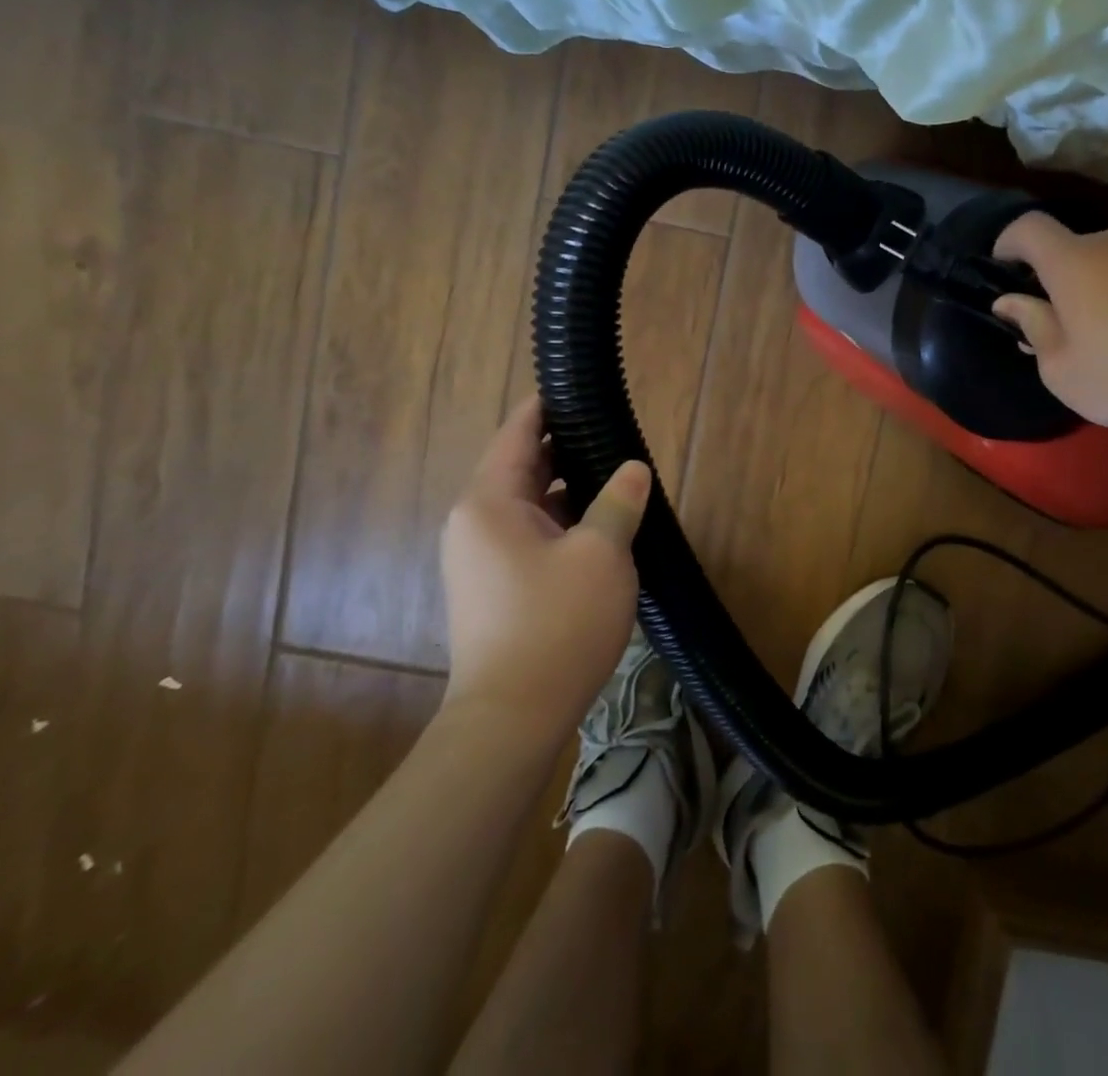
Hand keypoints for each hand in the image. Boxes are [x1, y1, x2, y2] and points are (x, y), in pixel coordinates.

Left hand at [438, 396, 650, 743]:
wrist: (511, 718)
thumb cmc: (557, 624)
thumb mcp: (602, 554)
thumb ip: (618, 502)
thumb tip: (633, 468)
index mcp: (490, 501)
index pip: (518, 432)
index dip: (549, 406)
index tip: (581, 388)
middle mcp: (474, 521)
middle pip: (521, 466)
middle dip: (566, 449)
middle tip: (614, 434)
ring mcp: (478, 557)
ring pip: (527, 503)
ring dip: (567, 489)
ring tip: (615, 477)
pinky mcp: (491, 586)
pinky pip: (526, 534)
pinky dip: (559, 521)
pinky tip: (598, 527)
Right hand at [992, 214, 1107, 454]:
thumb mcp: (1061, 369)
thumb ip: (1032, 326)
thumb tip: (1012, 302)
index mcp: (1074, 262)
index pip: (1028, 227)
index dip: (1007, 242)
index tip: (1001, 271)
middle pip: (1068, 247)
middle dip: (1051, 278)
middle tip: (1049, 324)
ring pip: (1104, 262)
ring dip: (1089, 288)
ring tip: (1096, 338)